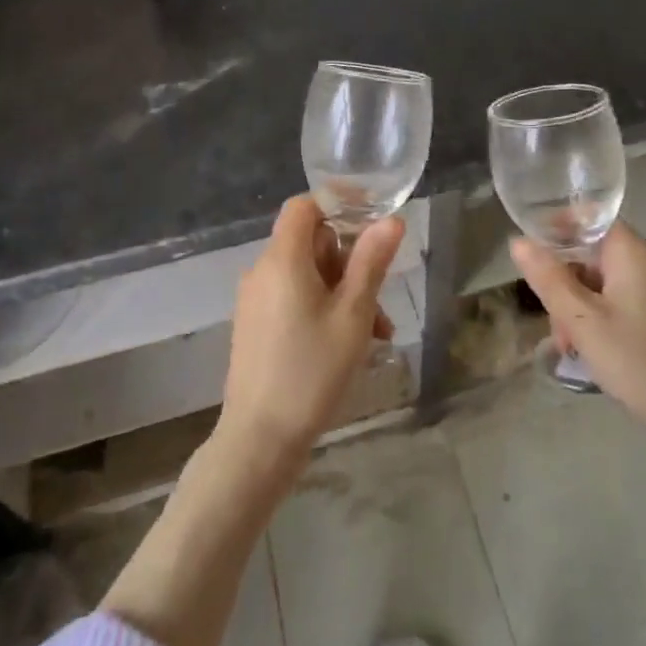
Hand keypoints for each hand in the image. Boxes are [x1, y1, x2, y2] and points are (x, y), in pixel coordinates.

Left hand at [219, 196, 405, 471]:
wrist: (260, 439)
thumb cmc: (312, 372)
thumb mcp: (353, 315)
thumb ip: (371, 262)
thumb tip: (390, 220)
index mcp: (283, 260)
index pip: (304, 206)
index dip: (338, 205)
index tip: (373, 223)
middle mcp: (263, 271)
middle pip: (311, 243)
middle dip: (351, 263)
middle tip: (379, 300)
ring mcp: (256, 299)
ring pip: (308, 275)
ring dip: (343, 292)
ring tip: (375, 333)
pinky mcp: (256, 324)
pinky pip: (294, 298)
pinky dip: (323, 308)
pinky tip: (349, 344)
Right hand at [511, 222, 645, 498]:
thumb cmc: (637, 361)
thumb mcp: (582, 321)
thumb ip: (548, 278)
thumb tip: (518, 241)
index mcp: (631, 252)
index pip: (588, 217)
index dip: (556, 227)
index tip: (530, 254)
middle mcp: (644, 261)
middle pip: (589, 252)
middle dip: (562, 280)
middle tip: (554, 322)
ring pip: (598, 280)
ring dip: (575, 305)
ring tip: (568, 346)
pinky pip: (614, 300)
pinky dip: (595, 317)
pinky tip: (586, 349)